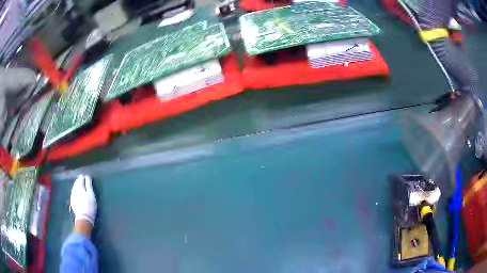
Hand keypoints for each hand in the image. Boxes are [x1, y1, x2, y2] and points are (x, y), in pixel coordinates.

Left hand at [70, 175, 96, 225]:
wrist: (84, 218)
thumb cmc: (89, 206)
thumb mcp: (91, 194)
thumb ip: (89, 185)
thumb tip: (87, 176)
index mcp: (79, 187)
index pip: (80, 179)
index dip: (83, 177)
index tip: (85, 176)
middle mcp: (74, 189)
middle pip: (76, 183)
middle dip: (79, 181)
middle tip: (82, 179)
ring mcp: (72, 196)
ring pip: (74, 188)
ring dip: (76, 185)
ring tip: (79, 185)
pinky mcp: (72, 201)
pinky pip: (73, 193)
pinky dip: (75, 191)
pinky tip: (77, 193)